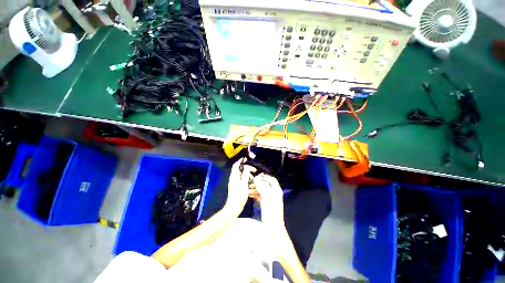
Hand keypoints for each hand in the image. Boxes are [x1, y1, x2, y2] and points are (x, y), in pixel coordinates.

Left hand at [225, 158, 256, 213]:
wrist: (234, 206)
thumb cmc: (239, 195)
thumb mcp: (244, 184)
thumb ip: (245, 175)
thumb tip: (246, 168)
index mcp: (234, 176)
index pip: (236, 165)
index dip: (240, 161)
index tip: (246, 159)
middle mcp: (233, 178)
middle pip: (239, 169)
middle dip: (247, 168)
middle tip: (254, 170)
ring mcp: (234, 182)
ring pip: (241, 174)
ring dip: (247, 174)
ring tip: (252, 178)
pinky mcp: (236, 186)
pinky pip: (241, 179)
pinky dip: (246, 179)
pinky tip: (250, 183)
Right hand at [252, 173, 284, 226]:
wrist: (272, 227)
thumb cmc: (271, 210)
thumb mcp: (266, 196)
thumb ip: (262, 186)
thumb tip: (257, 178)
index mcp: (276, 189)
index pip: (271, 179)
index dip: (263, 177)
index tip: (255, 177)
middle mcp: (274, 193)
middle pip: (265, 184)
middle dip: (257, 183)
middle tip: (250, 184)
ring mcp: (270, 198)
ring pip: (262, 190)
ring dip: (255, 189)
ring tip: (248, 190)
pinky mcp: (266, 204)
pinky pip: (260, 196)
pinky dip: (255, 194)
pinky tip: (249, 195)